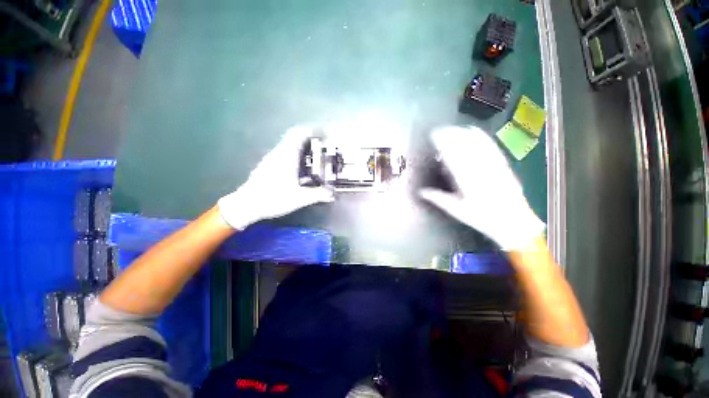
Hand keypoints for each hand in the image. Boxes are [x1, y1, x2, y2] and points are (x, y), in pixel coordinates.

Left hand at [217, 126, 333, 229]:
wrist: (246, 205)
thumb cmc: (273, 198)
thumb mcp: (299, 198)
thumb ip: (318, 195)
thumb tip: (333, 194)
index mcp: (286, 156)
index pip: (299, 134)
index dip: (312, 130)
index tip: (324, 134)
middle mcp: (279, 153)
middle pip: (295, 137)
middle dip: (310, 138)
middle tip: (324, 145)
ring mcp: (272, 158)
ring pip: (290, 145)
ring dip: (303, 146)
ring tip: (316, 156)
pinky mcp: (269, 165)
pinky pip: (286, 153)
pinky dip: (297, 155)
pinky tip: (303, 168)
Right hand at [419, 126, 544, 249]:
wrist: (513, 222)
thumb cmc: (482, 218)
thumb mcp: (457, 210)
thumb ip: (438, 198)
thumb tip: (421, 192)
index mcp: (467, 181)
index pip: (452, 156)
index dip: (442, 144)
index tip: (434, 136)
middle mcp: (480, 169)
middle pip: (464, 147)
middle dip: (450, 136)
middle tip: (439, 130)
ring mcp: (493, 165)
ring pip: (476, 144)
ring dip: (463, 134)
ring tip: (452, 128)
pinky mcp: (502, 164)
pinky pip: (490, 147)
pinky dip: (481, 137)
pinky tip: (474, 131)